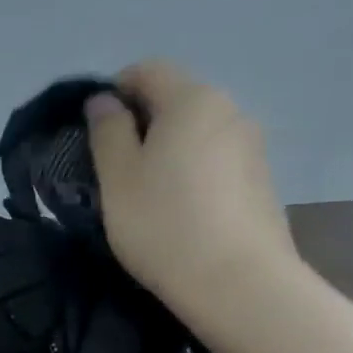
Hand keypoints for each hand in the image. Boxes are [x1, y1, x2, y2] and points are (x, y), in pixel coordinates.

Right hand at [86, 60, 299, 307]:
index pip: (146, 70)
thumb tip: (103, 101)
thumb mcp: (117, 177)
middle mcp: (229, 110)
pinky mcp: (261, 178)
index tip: (92, 131)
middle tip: (111, 166)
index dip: (113, 91)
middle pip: (175, 99)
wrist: (237, 282)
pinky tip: (177, 209)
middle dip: (139, 122)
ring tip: (143, 192)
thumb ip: (107, 131)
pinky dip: (190, 170)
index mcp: (191, 100)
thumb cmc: (162, 223)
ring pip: (195, 131)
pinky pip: (214, 158)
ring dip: (165, 148)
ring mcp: (252, 145)